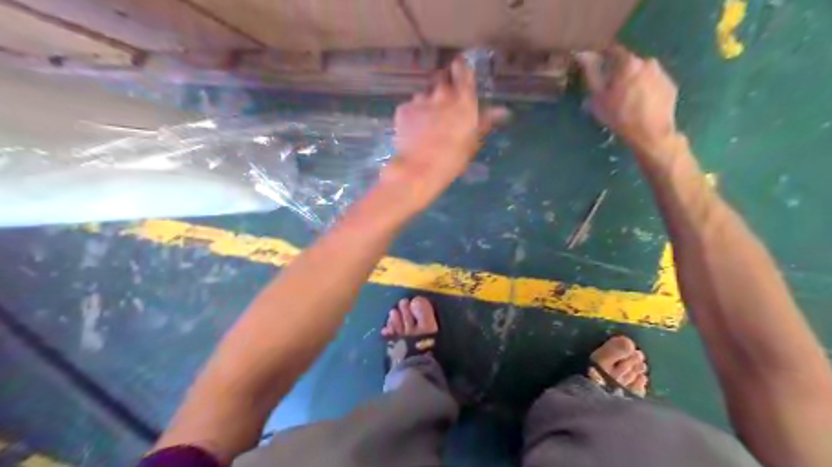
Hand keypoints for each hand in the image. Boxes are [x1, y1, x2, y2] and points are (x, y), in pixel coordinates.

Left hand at [380, 57, 506, 207]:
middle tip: (444, 102)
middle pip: (442, 79)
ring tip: (427, 122)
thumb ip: (484, 122)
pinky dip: (413, 115)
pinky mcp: (403, 109)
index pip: (464, 72)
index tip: (460, 68)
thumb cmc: (452, 159)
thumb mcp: (472, 142)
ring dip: (427, 102)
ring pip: (425, 94)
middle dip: (444, 86)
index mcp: (463, 101)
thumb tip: (502, 111)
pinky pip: (410, 107)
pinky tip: (413, 130)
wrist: (419, 169)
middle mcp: (442, 94)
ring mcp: (420, 100)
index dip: (462, 68)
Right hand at [577, 46, 677, 157]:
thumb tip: (583, 54)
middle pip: (628, 63)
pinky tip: (640, 104)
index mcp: (628, 62)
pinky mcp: (670, 85)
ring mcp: (661, 73)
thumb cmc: (619, 116)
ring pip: (642, 72)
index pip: (612, 51)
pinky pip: (653, 82)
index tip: (596, 69)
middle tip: (610, 90)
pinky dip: (645, 89)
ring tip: (626, 99)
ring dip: (633, 80)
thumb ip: (591, 74)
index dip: (602, 59)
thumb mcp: (597, 98)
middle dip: (619, 72)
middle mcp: (647, 61)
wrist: (651, 134)